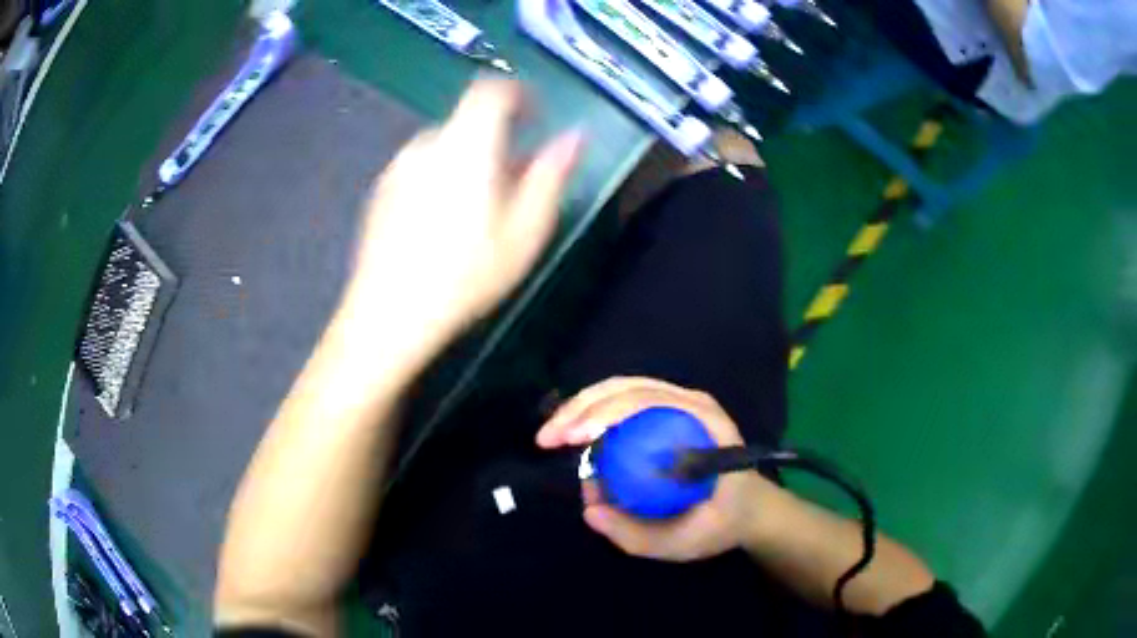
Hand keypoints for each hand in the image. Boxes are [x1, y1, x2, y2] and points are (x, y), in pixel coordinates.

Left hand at [337, 79, 582, 363]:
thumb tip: (575, 137)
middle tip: (517, 185)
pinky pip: (422, 170)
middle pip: (469, 123)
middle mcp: (427, 145)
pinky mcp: (381, 192)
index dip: (519, 95)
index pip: (492, 91)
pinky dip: (442, 180)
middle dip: (498, 142)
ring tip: (482, 212)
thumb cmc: (465, 275)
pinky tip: (445, 226)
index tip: (537, 117)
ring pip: (445, 148)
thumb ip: (551, 175)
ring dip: (470, 163)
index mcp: (466, 145)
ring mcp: (399, 168)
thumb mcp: (525, 231)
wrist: (388, 315)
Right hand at [537, 377, 778, 561]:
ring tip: (553, 433)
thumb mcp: (681, 542)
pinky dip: (595, 411)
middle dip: (581, 408)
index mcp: (704, 425)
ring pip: (623, 387)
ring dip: (582, 405)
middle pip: (628, 388)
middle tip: (547, 438)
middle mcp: (692, 404)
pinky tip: (575, 429)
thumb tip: (589, 508)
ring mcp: (682, 402)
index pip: (647, 403)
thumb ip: (635, 534)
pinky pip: (627, 399)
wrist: (749, 510)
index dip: (603, 414)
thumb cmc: (721, 523)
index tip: (571, 440)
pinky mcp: (670, 409)